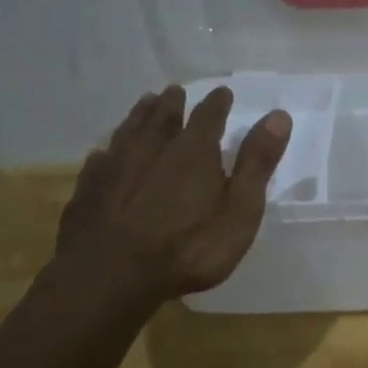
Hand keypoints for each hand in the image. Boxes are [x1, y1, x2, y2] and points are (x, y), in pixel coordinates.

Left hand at [56, 85, 291, 303]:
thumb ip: (257, 163)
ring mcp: (115, 167)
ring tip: (145, 104)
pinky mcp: (88, 190)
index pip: (209, 116)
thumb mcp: (239, 209)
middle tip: (175, 91)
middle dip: (172, 103)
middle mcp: (152, 148)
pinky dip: (107, 152)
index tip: (223, 92)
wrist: (110, 276)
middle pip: (162, 117)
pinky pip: (99, 161)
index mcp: (193, 151)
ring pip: (129, 131)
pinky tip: (104, 154)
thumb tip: (279, 115)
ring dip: (139, 116)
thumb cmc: (188, 247)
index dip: (218, 103)